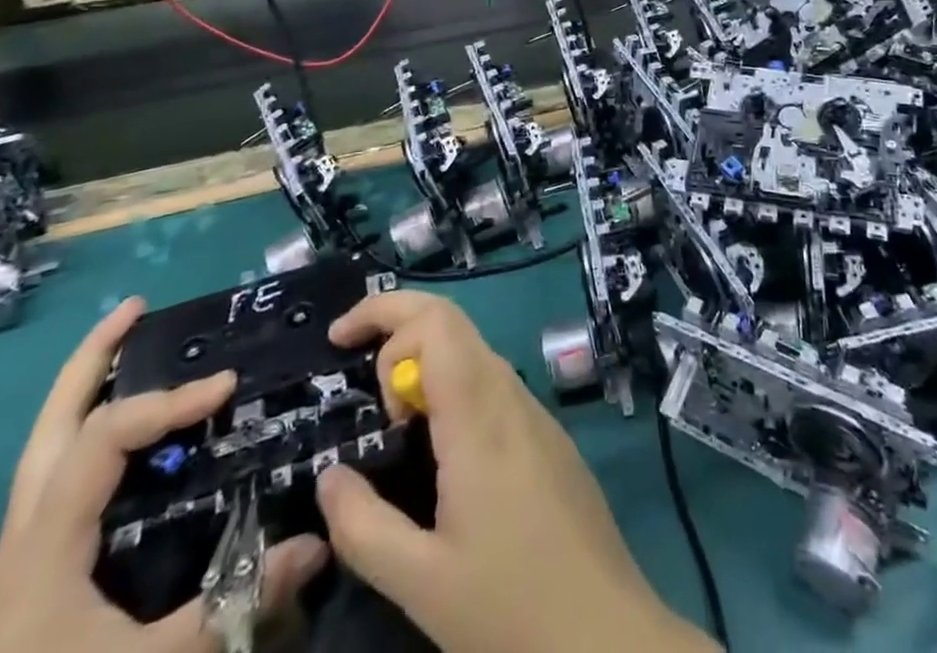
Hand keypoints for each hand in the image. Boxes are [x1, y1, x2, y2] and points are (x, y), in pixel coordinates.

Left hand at [0, 298, 328, 652]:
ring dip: (84, 392)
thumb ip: (235, 603)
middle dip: (90, 360)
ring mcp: (19, 557)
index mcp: (44, 548)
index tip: (226, 387)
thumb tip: (318, 543)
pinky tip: (125, 442)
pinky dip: (88, 436)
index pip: (106, 437)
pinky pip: (57, 478)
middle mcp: (23, 538)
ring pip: (44, 450)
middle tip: (137, 309)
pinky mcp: (28, 576)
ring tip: (127, 348)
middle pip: (49, 426)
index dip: (168, 401)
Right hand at [316, 291, 715, 652]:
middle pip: (452, 321)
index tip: (340, 351)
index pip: (435, 321)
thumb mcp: (421, 583)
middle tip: (349, 356)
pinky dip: (449, 384)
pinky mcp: (547, 434)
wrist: (608, 633)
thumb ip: (363, 527)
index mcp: (478, 415)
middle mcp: (509, 394)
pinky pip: (491, 383)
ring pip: (472, 351)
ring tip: (385, 412)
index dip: (384, 315)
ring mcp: (534, 411)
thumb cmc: (511, 608)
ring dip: (423, 358)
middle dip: (396, 319)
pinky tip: (433, 438)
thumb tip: (328, 476)